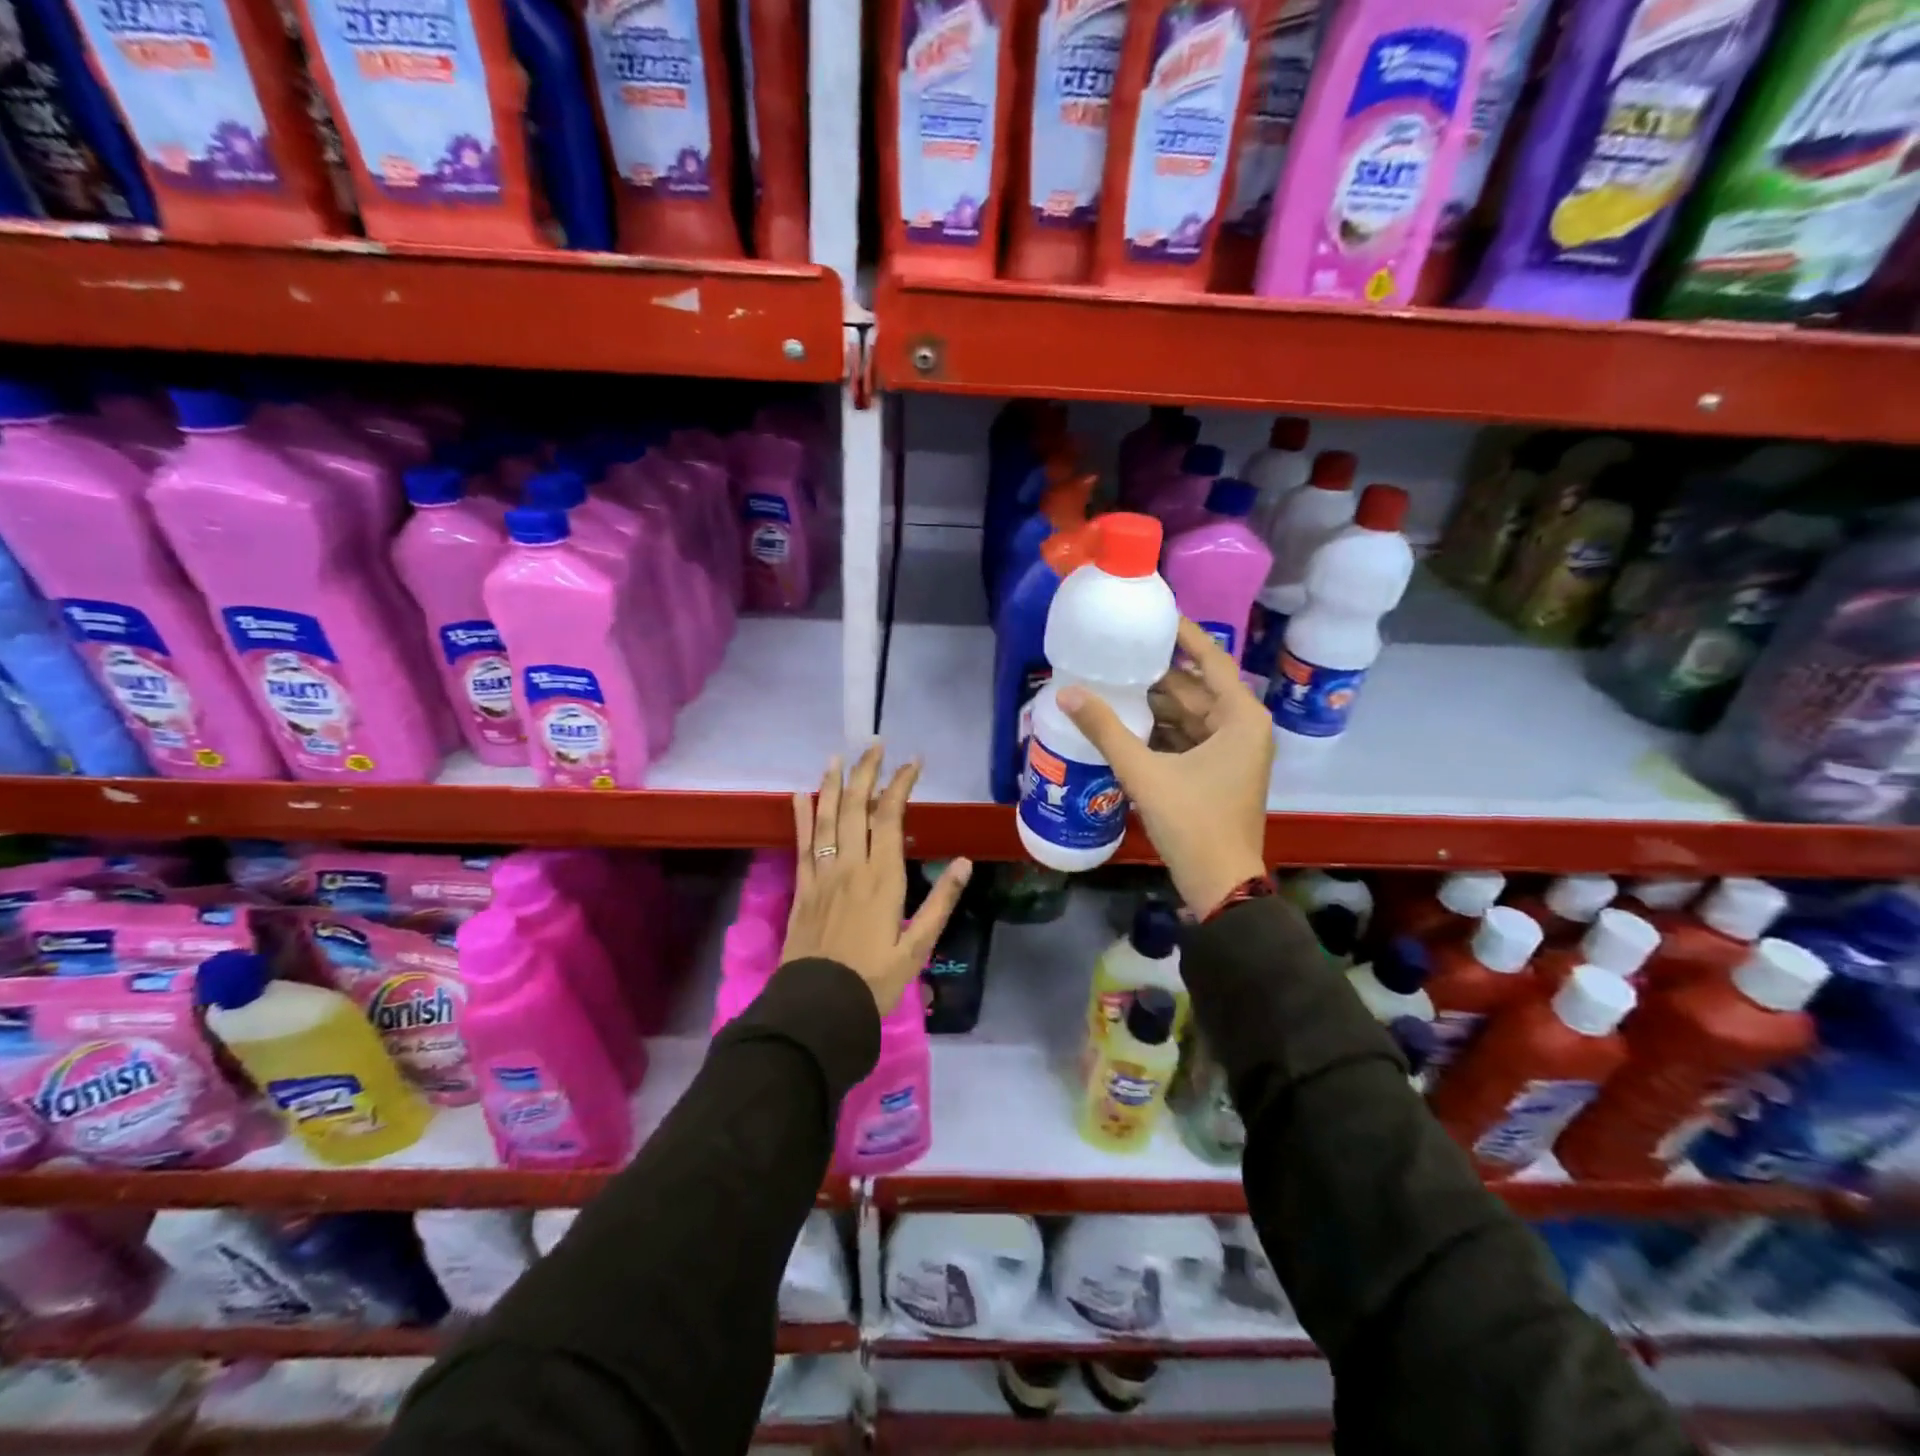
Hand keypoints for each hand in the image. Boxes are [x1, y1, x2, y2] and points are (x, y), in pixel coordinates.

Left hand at [784, 742, 972, 1014]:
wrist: (819, 1006)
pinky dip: (801, 817)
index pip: (890, 816)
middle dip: (866, 772)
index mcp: (882, 877)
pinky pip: (801, 844)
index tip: (913, 762)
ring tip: (838, 757)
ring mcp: (822, 875)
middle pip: (855, 807)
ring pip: (826, 818)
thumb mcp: (917, 946)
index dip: (900, 784)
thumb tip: (965, 863)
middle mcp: (850, 866)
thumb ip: (941, 902)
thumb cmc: (874, 979)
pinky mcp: (802, 888)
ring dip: (832, 785)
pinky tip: (799, 796)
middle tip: (874, 745)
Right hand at [1057, 619, 1270, 914]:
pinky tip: (1126, 724)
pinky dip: (1161, 731)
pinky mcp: (1218, 773)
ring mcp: (1233, 752)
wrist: (1221, 883)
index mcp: (1240, 718)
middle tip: (1117, 654)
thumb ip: (1106, 730)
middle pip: (1197, 689)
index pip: (1211, 660)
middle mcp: (1243, 728)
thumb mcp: (1145, 773)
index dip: (1184, 635)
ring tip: (1113, 684)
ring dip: (1156, 705)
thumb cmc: (1193, 821)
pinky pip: (1188, 738)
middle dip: (1158, 674)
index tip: (1155, 615)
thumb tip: (1066, 694)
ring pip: (1191, 715)